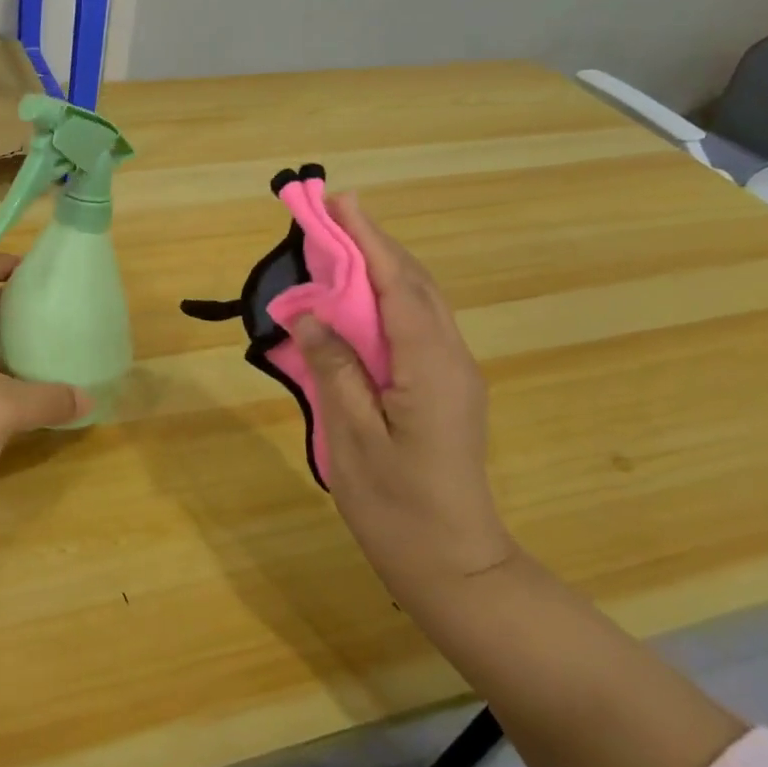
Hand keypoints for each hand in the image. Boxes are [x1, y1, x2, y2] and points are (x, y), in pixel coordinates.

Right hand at [291, 194, 512, 600]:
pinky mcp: (448, 390)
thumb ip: (334, 369)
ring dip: (383, 269)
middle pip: (415, 284)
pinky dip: (388, 301)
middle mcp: (451, 359)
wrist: (456, 565)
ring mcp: (455, 375)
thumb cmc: (399, 506)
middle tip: (333, 215)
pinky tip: (360, 304)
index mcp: (430, 366)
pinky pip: (417, 328)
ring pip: (420, 304)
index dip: (369, 239)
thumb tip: (311, 315)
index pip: (397, 285)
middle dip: (376, 244)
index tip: (341, 201)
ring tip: (342, 248)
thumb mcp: (354, 437)